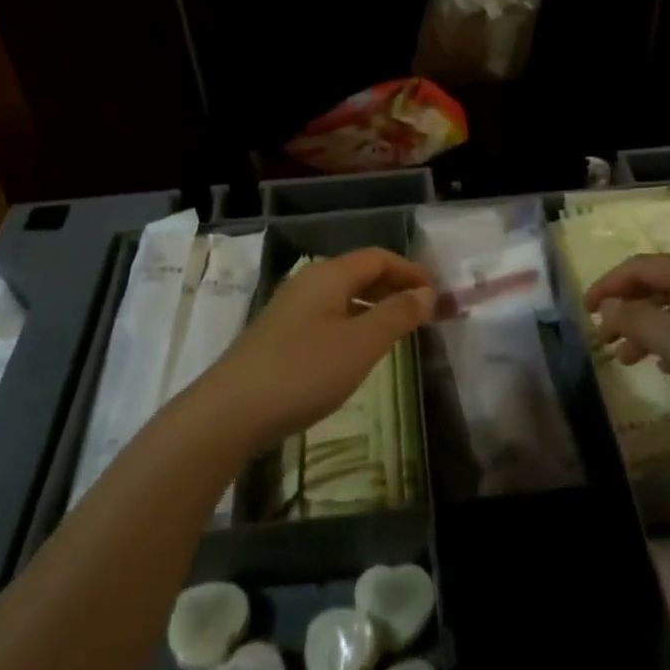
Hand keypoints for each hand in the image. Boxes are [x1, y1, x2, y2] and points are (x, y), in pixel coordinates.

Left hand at [198, 249, 433, 453]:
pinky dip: (355, 322)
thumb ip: (397, 315)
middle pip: (360, 272)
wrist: (229, 412)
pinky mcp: (281, 335)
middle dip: (396, 287)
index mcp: (328, 275)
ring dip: (376, 306)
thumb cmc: (303, 372)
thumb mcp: (361, 344)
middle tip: (427, 312)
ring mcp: (291, 309)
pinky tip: (361, 349)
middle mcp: (308, 283)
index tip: (439, 294)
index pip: (378, 257)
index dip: (411, 271)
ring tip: (401, 330)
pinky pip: (329, 316)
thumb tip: (426, 293)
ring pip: (344, 296)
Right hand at [585, 254, 669, 440]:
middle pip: (657, 285)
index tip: (584, 312)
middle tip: (604, 339)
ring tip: (628, 360)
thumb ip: (635, 320)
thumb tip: (606, 305)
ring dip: (648, 329)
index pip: (638, 267)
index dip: (606, 286)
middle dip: (626, 310)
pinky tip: (669, 366)